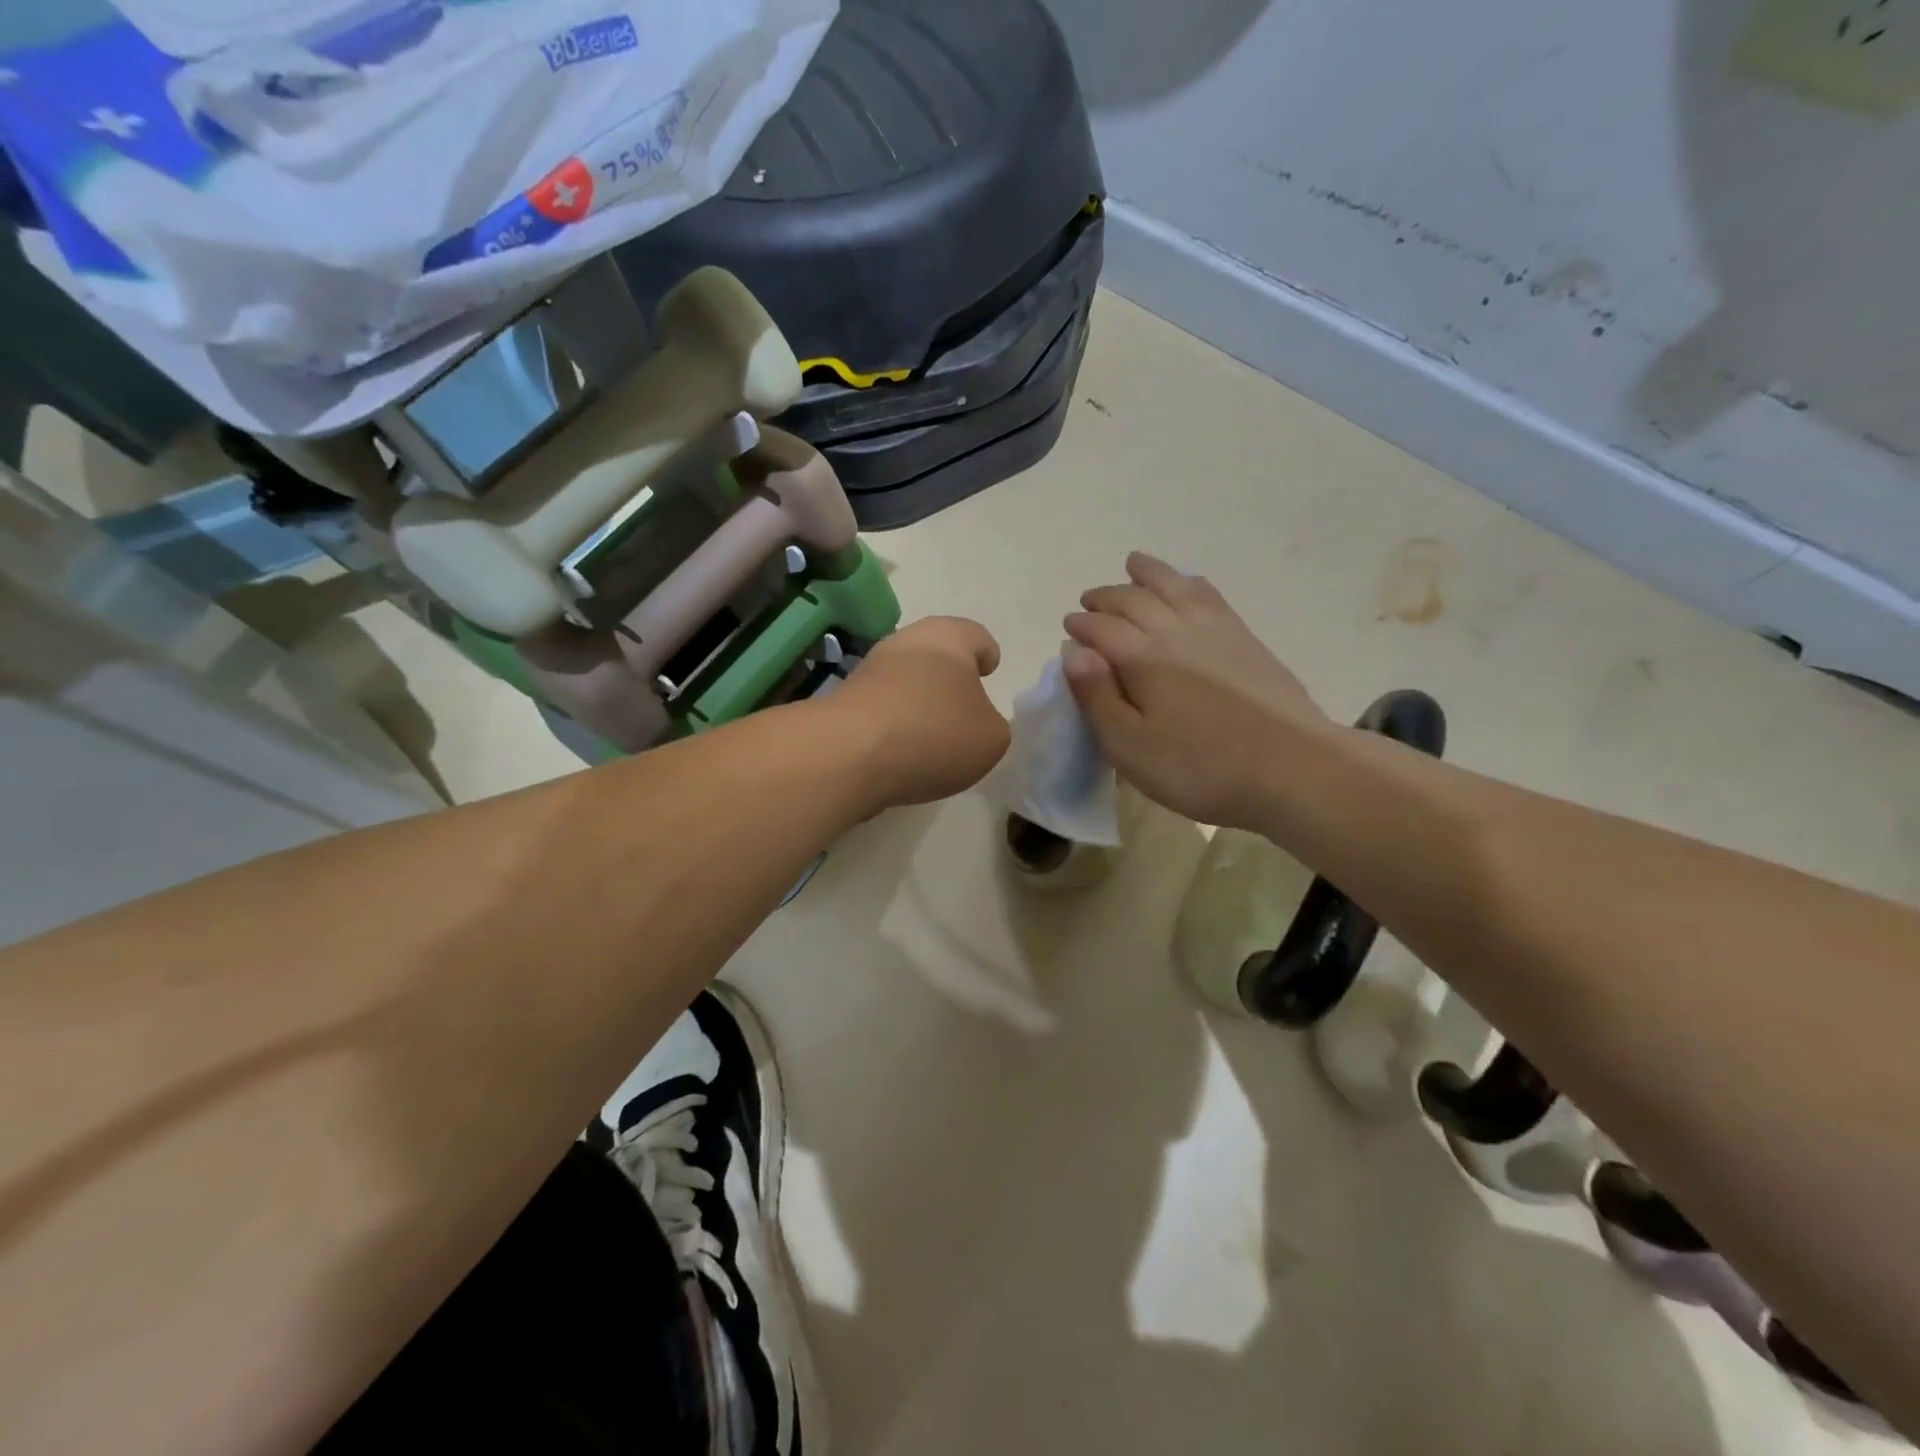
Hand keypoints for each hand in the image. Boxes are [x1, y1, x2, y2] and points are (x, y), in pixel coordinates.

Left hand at [831, 616, 1010, 810]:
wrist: (848, 755)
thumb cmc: (934, 733)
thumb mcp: (991, 738)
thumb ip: (991, 725)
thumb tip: (973, 724)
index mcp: (948, 638)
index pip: (975, 635)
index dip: (986, 653)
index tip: (989, 670)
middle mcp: (905, 643)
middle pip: (934, 654)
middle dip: (949, 678)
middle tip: (964, 707)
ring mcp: (868, 671)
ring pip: (904, 680)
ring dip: (918, 702)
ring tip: (933, 738)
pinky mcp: (842, 702)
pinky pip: (881, 709)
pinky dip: (894, 725)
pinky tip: (902, 753)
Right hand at [1063, 553, 1330, 829]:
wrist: (1293, 768)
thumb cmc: (1200, 767)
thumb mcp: (1130, 747)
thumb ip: (1097, 698)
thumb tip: (1074, 651)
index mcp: (1141, 659)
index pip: (1101, 629)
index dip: (1081, 625)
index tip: (1069, 626)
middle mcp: (1174, 632)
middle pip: (1133, 601)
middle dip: (1106, 597)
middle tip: (1089, 602)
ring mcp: (1215, 630)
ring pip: (1173, 586)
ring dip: (1148, 573)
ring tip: (1133, 564)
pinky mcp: (1246, 639)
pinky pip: (1209, 595)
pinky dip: (1189, 582)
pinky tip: (1187, 584)